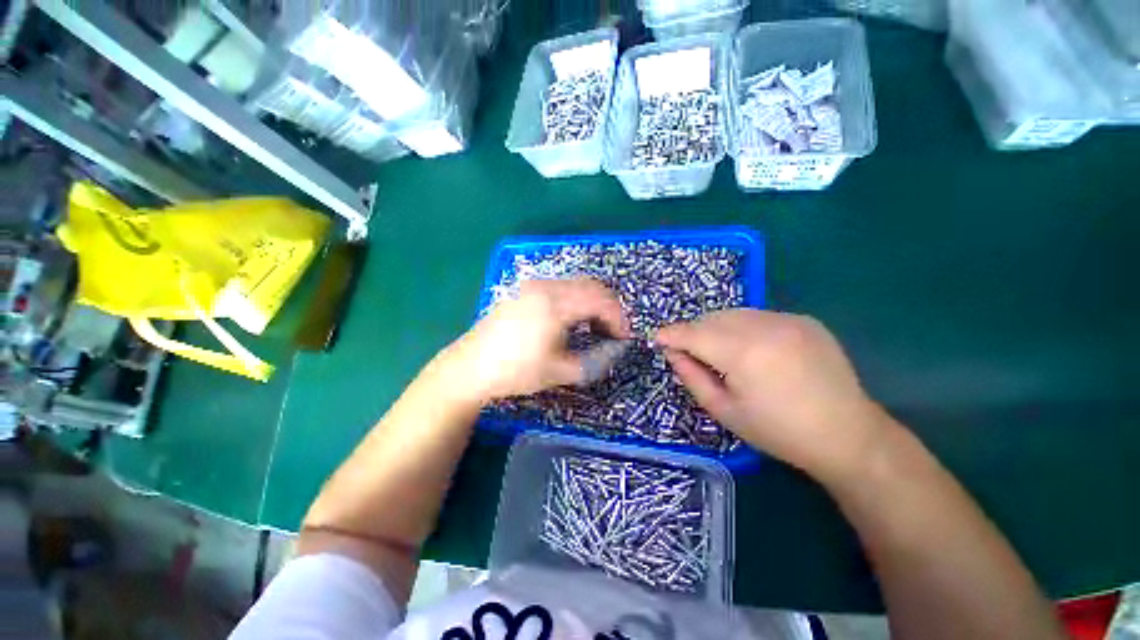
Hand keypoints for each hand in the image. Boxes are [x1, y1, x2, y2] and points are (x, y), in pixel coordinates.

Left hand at [437, 279, 629, 404]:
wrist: (471, 367)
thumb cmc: (515, 371)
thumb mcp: (560, 371)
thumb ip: (594, 360)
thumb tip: (616, 350)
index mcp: (556, 304)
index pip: (601, 300)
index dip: (619, 318)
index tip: (625, 337)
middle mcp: (546, 287)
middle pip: (591, 286)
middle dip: (608, 307)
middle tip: (613, 332)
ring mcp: (533, 287)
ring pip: (576, 285)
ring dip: (592, 303)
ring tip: (594, 327)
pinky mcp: (525, 292)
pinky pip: (561, 288)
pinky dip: (575, 300)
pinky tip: (572, 320)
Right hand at [655, 309, 887, 478]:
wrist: (848, 435)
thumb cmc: (778, 431)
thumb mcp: (724, 410)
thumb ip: (692, 377)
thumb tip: (673, 352)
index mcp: (742, 353)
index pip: (693, 333)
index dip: (671, 334)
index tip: (657, 337)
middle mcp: (764, 327)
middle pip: (711, 318)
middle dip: (693, 332)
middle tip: (690, 352)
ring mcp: (788, 319)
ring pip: (733, 313)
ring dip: (717, 328)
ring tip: (720, 352)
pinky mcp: (804, 320)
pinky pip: (758, 316)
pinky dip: (743, 327)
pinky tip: (753, 350)